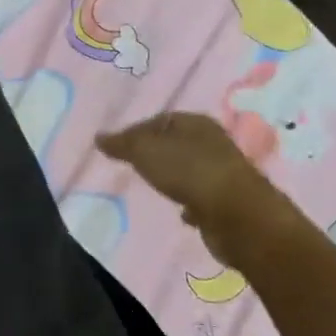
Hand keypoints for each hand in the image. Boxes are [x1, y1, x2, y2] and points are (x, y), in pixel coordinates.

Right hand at [96, 112, 297, 265]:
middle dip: (155, 152)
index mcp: (196, 123)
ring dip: (173, 176)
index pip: (160, 119)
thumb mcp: (145, 151)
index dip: (136, 131)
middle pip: (176, 142)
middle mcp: (213, 142)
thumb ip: (122, 144)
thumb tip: (99, 137)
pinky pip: (201, 196)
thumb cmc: (188, 172)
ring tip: (152, 186)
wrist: (237, 215)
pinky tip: (178, 211)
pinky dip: (189, 201)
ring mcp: (223, 172)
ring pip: (190, 169)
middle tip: (131, 165)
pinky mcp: (228, 201)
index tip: (117, 148)